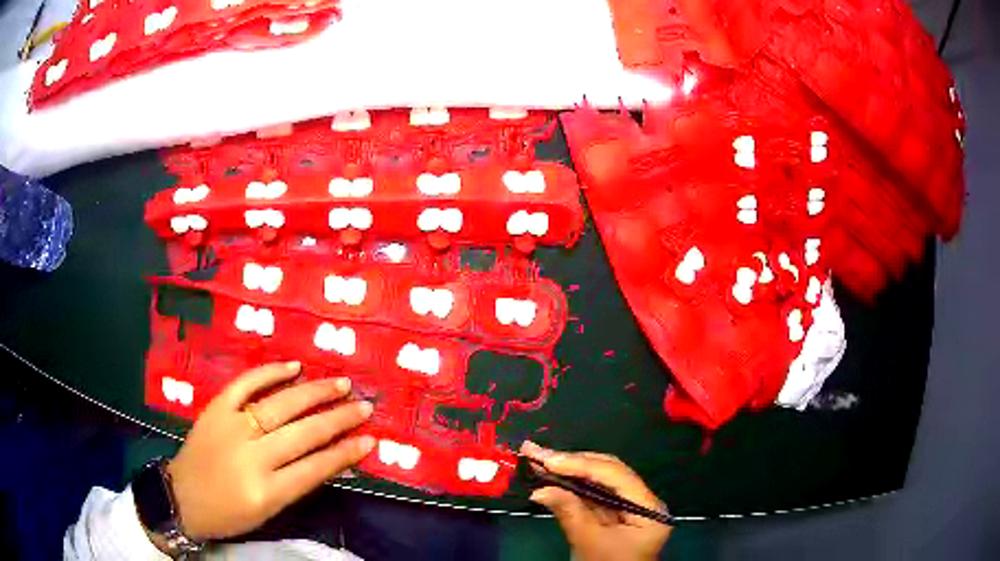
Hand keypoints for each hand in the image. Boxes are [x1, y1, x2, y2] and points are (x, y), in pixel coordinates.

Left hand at [163, 362, 374, 541]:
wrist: (182, 495)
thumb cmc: (228, 514)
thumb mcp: (267, 511)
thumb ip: (297, 485)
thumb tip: (331, 459)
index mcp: (266, 490)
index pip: (315, 468)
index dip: (345, 454)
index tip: (369, 441)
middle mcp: (251, 456)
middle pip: (303, 433)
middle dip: (338, 419)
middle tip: (363, 407)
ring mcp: (231, 427)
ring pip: (280, 405)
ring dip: (314, 393)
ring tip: (340, 385)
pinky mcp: (216, 408)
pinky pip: (245, 384)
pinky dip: (270, 373)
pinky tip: (293, 366)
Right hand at [521, 441, 671, 560]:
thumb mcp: (589, 544)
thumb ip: (569, 513)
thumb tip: (540, 490)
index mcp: (649, 508)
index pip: (616, 476)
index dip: (581, 465)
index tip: (549, 460)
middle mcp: (642, 500)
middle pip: (607, 472)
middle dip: (571, 462)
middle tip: (536, 451)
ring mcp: (627, 506)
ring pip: (597, 480)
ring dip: (566, 470)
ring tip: (536, 457)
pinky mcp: (612, 513)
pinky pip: (591, 493)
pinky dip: (569, 485)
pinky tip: (548, 475)